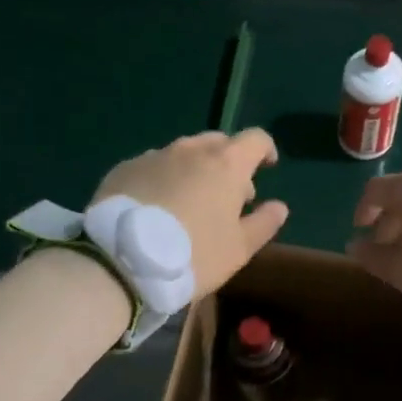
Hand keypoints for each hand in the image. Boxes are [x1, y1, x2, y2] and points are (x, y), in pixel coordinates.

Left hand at [93, 130, 289, 298]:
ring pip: (183, 153)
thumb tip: (279, 207)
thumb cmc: (194, 255)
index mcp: (226, 164)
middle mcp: (190, 150)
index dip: (265, 150)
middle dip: (229, 162)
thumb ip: (263, 223)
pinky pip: (152, 166)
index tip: (267, 167)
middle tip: (228, 194)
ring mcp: (154, 156)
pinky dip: (163, 178)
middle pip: (218, 142)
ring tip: (189, 201)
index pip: (255, 139)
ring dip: (194, 169)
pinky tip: (156, 206)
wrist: (122, 261)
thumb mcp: (239, 249)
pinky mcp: (124, 169)